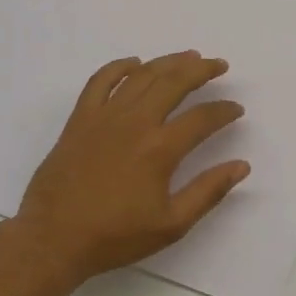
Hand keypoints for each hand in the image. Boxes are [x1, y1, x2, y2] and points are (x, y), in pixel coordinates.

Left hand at [7, 51, 249, 288]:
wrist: (53, 239)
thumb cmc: (115, 236)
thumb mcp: (171, 225)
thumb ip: (208, 191)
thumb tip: (241, 165)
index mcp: (160, 149)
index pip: (202, 117)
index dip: (224, 110)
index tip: (236, 109)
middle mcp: (135, 122)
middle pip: (174, 82)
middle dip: (202, 70)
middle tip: (219, 65)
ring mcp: (105, 116)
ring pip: (142, 75)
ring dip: (168, 62)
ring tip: (188, 56)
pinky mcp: (80, 118)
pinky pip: (100, 80)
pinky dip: (119, 67)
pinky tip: (134, 63)